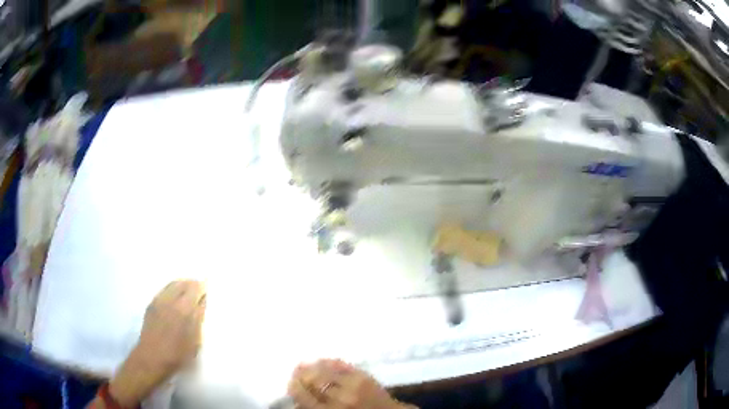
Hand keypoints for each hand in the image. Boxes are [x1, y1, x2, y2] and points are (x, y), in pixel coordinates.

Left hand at [109, 280, 206, 406]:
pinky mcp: (151, 305)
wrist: (152, 359)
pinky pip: (164, 290)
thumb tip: (202, 301)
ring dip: (182, 285)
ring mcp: (158, 300)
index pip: (195, 288)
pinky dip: (172, 290)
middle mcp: (170, 299)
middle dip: (192, 284)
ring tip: (189, 294)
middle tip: (200, 291)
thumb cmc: (178, 355)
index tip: (208, 288)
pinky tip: (175, 299)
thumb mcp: (195, 341)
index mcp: (184, 308)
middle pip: (183, 282)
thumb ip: (199, 318)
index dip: (203, 286)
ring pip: (172, 284)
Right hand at [288, 359, 412, 408]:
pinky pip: (341, 364)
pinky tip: (322, 361)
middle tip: (296, 372)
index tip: (290, 383)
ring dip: (312, 366)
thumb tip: (296, 400)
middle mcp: (339, 397)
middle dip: (301, 375)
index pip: (303, 395)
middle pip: (312, 380)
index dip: (293, 387)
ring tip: (305, 365)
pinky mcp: (364, 375)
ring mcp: (353, 384)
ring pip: (324, 369)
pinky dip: (329, 361)